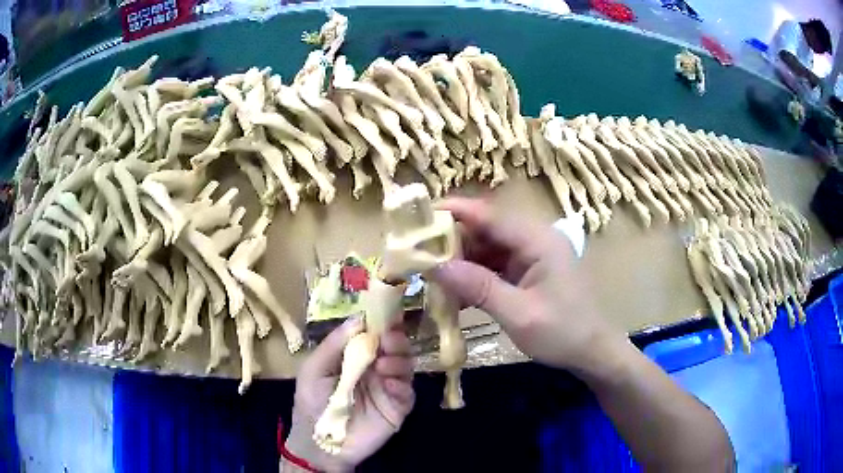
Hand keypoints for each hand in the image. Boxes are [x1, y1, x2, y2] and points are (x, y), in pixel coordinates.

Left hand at [284, 318, 414, 471]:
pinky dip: (401, 385)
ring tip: (383, 365)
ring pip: (405, 366)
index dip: (383, 322)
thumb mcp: (314, 369)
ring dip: (399, 360)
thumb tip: (359, 318)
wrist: (318, 443)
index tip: (388, 312)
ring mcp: (388, 388)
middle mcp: (376, 368)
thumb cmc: (311, 402)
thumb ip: (334, 344)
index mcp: (355, 356)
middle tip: (388, 339)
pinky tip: (389, 385)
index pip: (375, 334)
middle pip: (395, 347)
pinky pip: (407, 392)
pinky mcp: (397, 408)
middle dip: (395, 339)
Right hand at [432, 197, 624, 372]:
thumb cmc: (563, 333)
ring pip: (488, 248)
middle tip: (417, 255)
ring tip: (430, 275)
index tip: (418, 217)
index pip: (491, 215)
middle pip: (486, 229)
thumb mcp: (519, 314)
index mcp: (539, 241)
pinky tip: (455, 292)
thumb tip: (435, 266)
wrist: (592, 352)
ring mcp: (532, 256)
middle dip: (452, 241)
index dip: (454, 212)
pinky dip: (475, 276)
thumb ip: (478, 288)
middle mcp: (535, 240)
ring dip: (461, 261)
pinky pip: (495, 265)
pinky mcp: (529, 272)